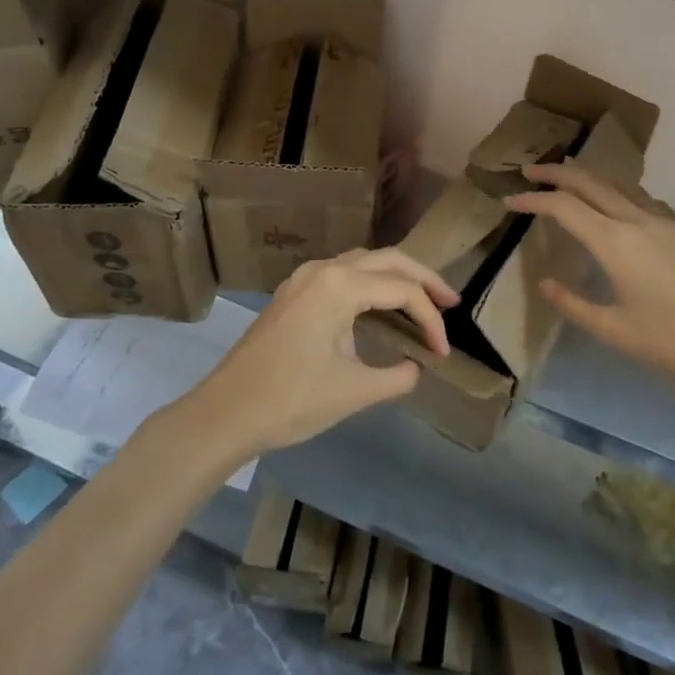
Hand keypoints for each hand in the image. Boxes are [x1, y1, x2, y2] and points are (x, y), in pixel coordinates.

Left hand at [190, 249, 456, 458]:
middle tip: (451, 302)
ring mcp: (304, 279)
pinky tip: (381, 307)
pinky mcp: (294, 294)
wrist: (223, 414)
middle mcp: (323, 269)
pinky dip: (371, 285)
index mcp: (339, 285)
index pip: (401, 290)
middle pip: (387, 259)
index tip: (443, 353)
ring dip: (396, 278)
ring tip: (424, 301)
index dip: (430, 320)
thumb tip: (416, 368)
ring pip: (363, 263)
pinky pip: (343, 276)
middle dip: (422, 279)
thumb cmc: (289, 401)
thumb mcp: (353, 391)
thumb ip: (396, 376)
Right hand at [505, 164, 674, 395]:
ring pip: (619, 185)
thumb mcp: (613, 330)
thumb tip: (545, 282)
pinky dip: (619, 191)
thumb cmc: (671, 342)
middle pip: (590, 183)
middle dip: (557, 174)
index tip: (509, 200)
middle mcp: (638, 221)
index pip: (564, 208)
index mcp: (615, 243)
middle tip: (531, 171)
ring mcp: (665, 222)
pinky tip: (618, 203)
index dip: (534, 200)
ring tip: (569, 176)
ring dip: (589, 177)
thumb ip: (573, 304)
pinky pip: (644, 198)